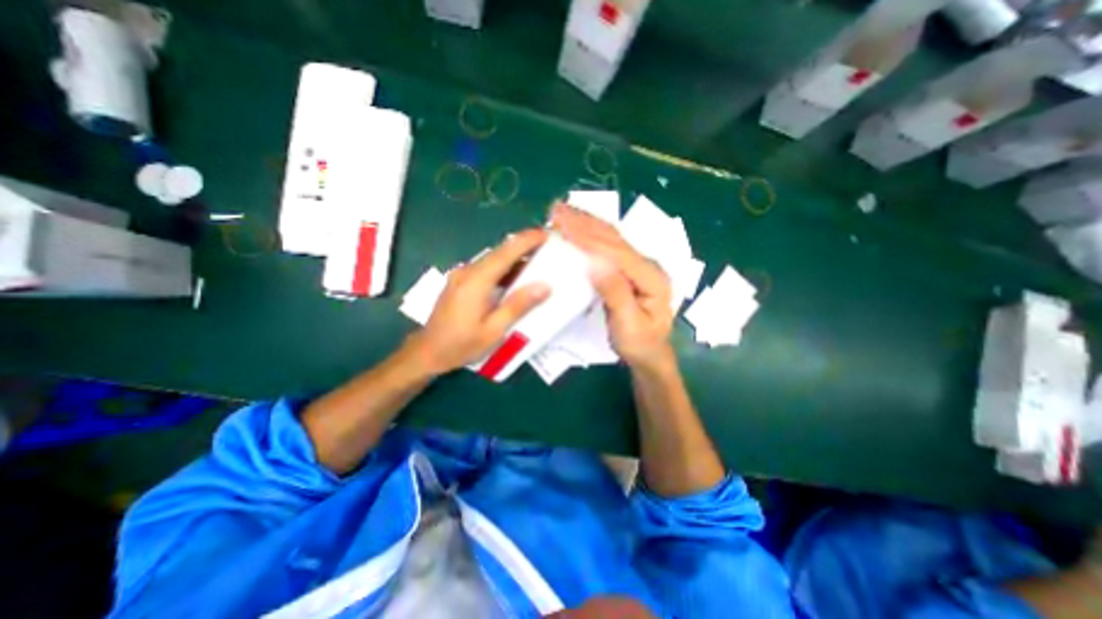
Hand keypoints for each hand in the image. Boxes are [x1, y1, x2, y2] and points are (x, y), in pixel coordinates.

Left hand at [409, 226, 550, 372]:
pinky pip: (486, 268)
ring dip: (514, 257)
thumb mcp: (494, 330)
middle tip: (547, 247)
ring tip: (538, 261)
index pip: (505, 253)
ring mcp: (462, 275)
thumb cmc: (461, 345)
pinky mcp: (460, 281)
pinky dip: (504, 268)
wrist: (428, 352)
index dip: (526, 241)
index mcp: (476, 281)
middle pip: (499, 252)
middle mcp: (467, 272)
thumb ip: (518, 305)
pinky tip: (516, 277)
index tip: (546, 235)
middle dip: (524, 246)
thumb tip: (545, 286)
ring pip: (493, 259)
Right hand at [555, 203, 676, 369]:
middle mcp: (647, 264)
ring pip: (611, 238)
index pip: (617, 253)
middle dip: (585, 222)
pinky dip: (591, 233)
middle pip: (614, 238)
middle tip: (556, 210)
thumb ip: (615, 293)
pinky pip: (608, 247)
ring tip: (563, 211)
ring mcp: (639, 265)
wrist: (651, 354)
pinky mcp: (629, 269)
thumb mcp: (629, 325)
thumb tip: (594, 264)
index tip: (563, 226)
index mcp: (651, 277)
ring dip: (587, 222)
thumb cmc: (640, 344)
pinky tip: (578, 227)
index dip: (589, 239)